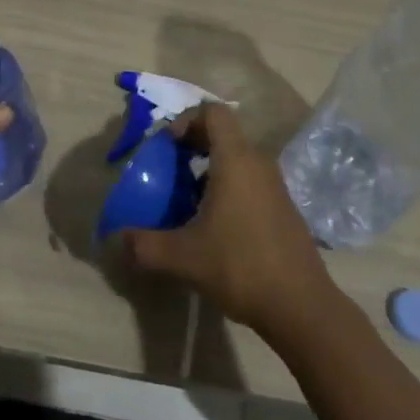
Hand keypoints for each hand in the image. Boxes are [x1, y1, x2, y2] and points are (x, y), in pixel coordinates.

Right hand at [122, 104, 335, 339]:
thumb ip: (146, 245)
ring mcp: (276, 186)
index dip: (187, 120)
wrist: (301, 306)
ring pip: (238, 159)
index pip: (213, 112)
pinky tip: (216, 226)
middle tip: (171, 170)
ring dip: (212, 169)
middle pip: (225, 134)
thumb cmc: (240, 266)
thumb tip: (118, 238)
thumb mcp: (184, 257)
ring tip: (189, 200)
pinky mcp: (284, 208)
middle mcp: (258, 163)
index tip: (169, 146)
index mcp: (236, 160)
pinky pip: (251, 181)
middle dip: (194, 145)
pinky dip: (230, 188)